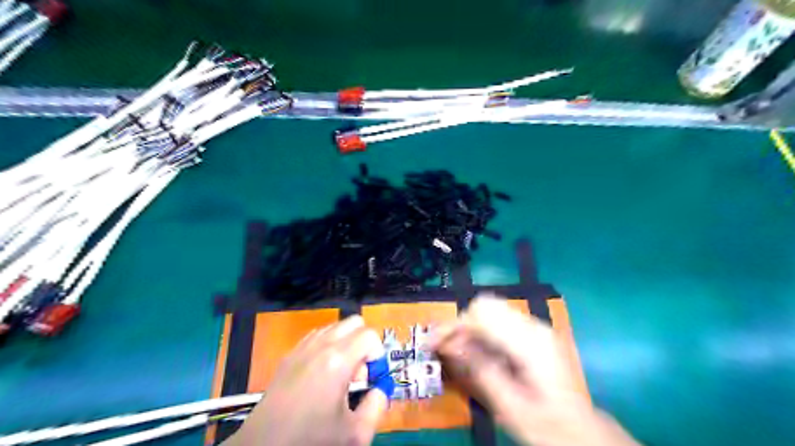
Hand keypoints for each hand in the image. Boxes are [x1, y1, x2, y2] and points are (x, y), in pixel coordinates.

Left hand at [229, 315, 390, 445]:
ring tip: (339, 375)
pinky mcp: (289, 355)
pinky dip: (327, 346)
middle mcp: (320, 345)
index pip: (369, 334)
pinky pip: (316, 336)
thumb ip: (377, 406)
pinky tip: (321, 374)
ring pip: (335, 327)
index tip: (370, 378)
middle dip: (363, 343)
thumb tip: (380, 389)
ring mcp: (301, 348)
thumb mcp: (355, 434)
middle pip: (353, 322)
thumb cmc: (311, 440)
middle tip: (357, 374)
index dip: (377, 354)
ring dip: (345, 343)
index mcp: (337, 360)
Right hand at [432, 295, 636, 445]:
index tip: (432, 342)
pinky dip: (482, 330)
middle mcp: (534, 326)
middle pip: (485, 305)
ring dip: (470, 326)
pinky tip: (476, 351)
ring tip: (455, 350)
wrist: (582, 430)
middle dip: (461, 323)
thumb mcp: (509, 406)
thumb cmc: (547, 425)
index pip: (482, 315)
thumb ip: (480, 370)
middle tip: (444, 347)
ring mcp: (536, 327)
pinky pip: (500, 320)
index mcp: (530, 343)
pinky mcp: (534, 333)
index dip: (454, 326)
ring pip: (491, 309)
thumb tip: (449, 343)